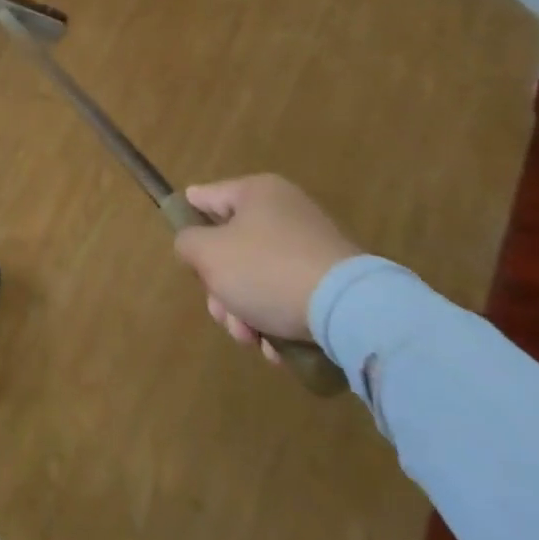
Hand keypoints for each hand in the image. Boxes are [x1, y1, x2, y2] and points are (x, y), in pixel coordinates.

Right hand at [172, 175, 359, 357]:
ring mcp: (312, 246)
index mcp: (255, 192)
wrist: (351, 312)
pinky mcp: (332, 281)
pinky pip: (289, 294)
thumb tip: (194, 245)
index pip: (204, 198)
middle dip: (221, 288)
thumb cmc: (267, 270)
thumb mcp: (208, 254)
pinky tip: (277, 347)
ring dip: (246, 311)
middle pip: (231, 247)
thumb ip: (187, 243)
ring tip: (252, 340)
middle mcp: (285, 211)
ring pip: (258, 277)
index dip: (188, 225)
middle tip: (223, 315)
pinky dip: (277, 319)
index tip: (188, 258)